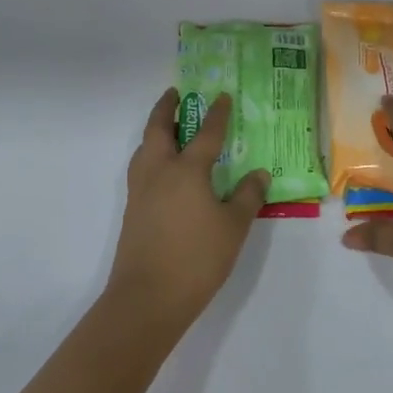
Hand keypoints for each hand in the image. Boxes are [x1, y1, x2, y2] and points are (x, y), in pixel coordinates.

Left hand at [109, 89, 268, 322]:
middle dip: (167, 109)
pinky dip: (150, 156)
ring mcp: (141, 192)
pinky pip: (141, 169)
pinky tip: (163, 170)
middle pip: (158, 130)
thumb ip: (247, 196)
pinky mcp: (133, 211)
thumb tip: (259, 173)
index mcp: (187, 170)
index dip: (216, 114)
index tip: (222, 97)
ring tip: (167, 128)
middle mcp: (159, 173)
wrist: (148, 298)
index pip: (205, 134)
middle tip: (176, 94)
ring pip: (144, 149)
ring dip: (154, 131)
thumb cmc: (197, 258)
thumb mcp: (234, 226)